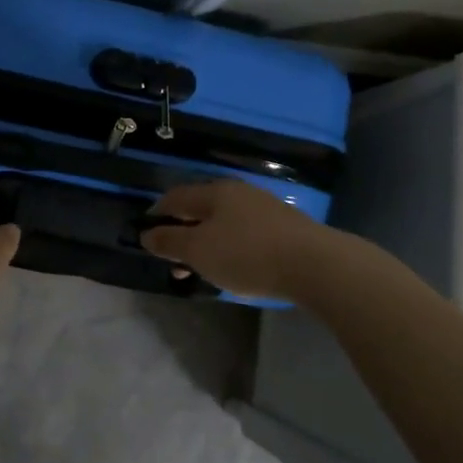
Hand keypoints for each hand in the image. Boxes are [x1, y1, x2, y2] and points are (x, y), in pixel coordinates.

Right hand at [140, 179, 331, 300]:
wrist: (316, 265)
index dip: (156, 215)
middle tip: (172, 261)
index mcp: (214, 192)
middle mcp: (238, 193)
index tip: (146, 236)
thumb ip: (169, 241)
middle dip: (181, 234)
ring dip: (205, 244)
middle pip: (199, 210)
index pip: (174, 197)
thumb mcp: (199, 250)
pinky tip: (232, 268)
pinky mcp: (284, 228)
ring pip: (222, 223)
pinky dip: (228, 248)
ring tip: (200, 271)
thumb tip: (146, 233)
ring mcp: (264, 208)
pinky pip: (243, 234)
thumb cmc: (247, 254)